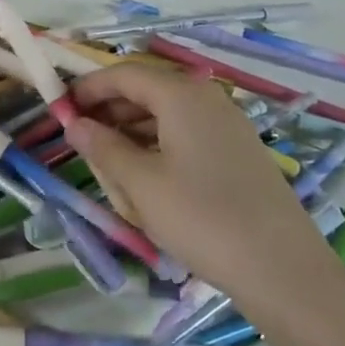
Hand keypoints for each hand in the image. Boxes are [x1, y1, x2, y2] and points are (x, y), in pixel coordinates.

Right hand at [64, 62, 321, 297]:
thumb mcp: (140, 184)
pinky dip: (158, 145)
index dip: (88, 88)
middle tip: (80, 138)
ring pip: (166, 115)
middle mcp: (207, 99)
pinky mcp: (238, 153)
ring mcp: (228, 126)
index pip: (124, 74)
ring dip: (132, 130)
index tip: (60, 109)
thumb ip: (103, 147)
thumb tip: (75, 124)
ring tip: (108, 162)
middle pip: (147, 90)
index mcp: (182, 96)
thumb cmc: (203, 219)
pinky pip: (186, 135)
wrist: (284, 270)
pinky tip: (146, 177)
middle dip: (109, 110)